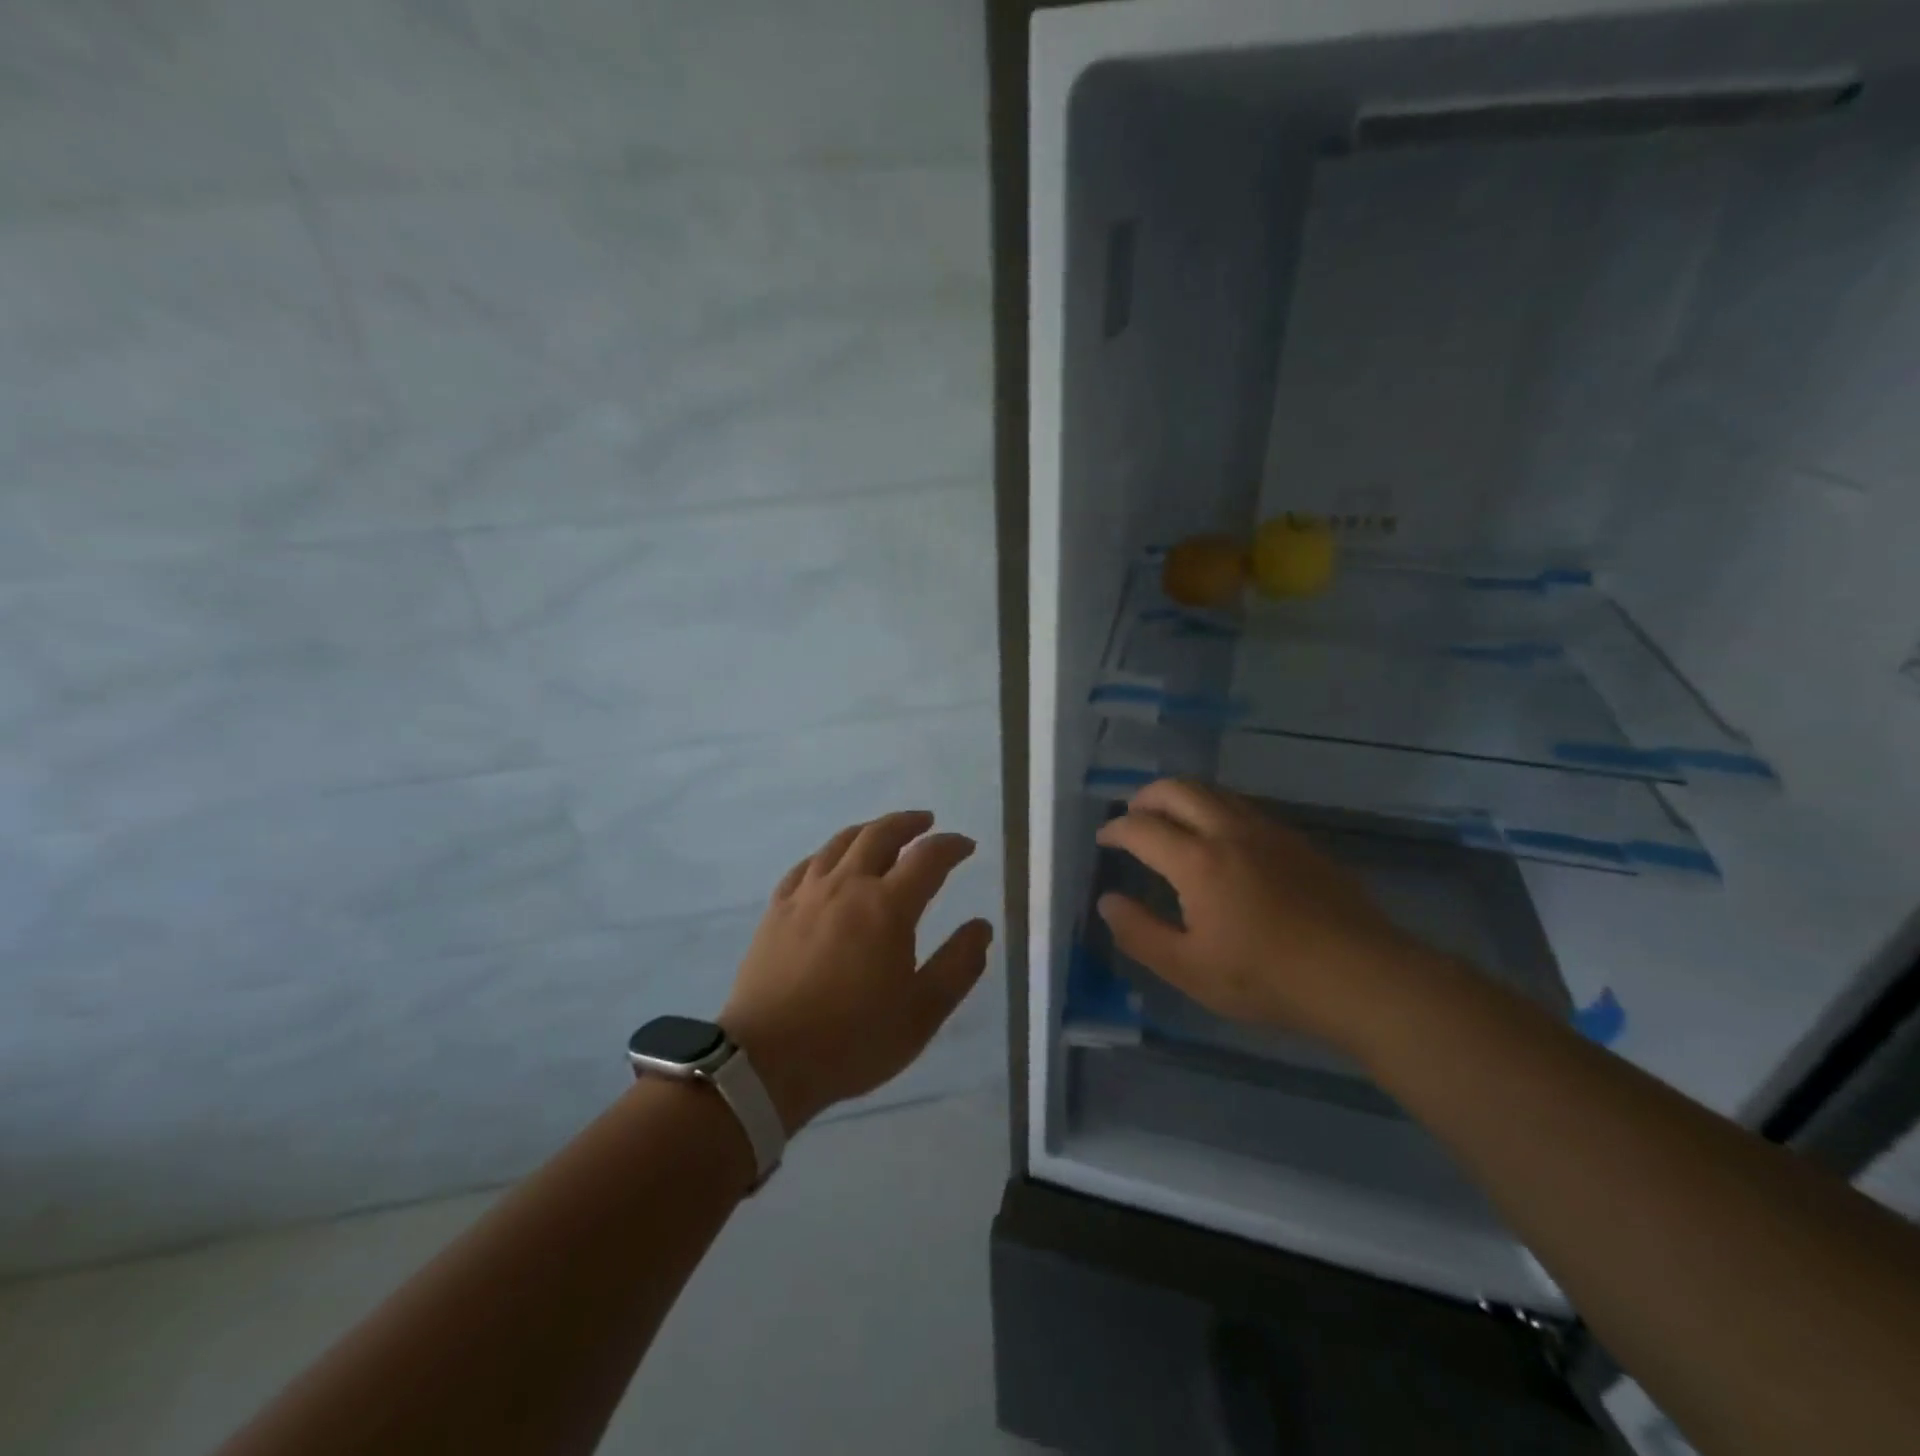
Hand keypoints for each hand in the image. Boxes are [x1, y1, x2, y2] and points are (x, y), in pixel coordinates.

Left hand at [719, 810, 993, 1132]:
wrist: (767, 1061)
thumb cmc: (853, 1039)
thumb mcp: (922, 1013)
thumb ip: (958, 965)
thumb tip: (981, 927)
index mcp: (887, 907)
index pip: (928, 858)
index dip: (951, 846)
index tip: (966, 846)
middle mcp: (847, 886)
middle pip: (880, 835)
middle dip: (908, 823)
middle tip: (925, 822)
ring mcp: (807, 894)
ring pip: (840, 843)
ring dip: (868, 830)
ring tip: (882, 833)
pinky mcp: (777, 909)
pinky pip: (806, 866)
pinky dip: (828, 854)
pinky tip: (830, 863)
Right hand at [1095, 780, 1430, 1049]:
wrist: (1361, 977)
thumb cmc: (1267, 978)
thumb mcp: (1189, 969)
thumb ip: (1140, 933)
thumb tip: (1107, 902)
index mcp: (1199, 861)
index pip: (1142, 828)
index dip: (1116, 829)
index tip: (1104, 839)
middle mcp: (1230, 831)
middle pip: (1179, 789)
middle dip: (1146, 797)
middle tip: (1132, 816)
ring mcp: (1269, 831)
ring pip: (1215, 792)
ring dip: (1182, 797)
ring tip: (1170, 822)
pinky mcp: (1297, 840)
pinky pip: (1244, 807)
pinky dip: (1215, 809)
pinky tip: (1220, 840)